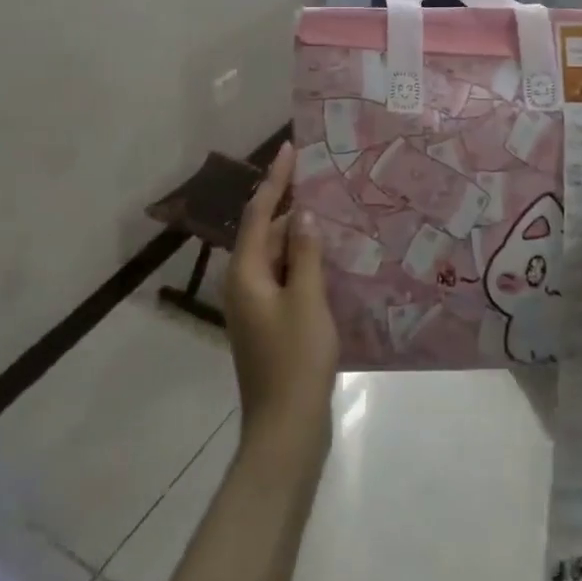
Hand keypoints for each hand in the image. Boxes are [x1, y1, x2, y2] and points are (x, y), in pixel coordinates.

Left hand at [225, 143, 338, 471]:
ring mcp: (257, 308)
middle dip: (293, 209)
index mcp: (246, 274)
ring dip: (302, 239)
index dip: (275, 180)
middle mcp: (245, 285)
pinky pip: (288, 281)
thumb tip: (302, 215)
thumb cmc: (296, 361)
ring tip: (336, 217)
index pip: (258, 214)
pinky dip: (306, 265)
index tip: (290, 149)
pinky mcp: (272, 326)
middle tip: (327, 185)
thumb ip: (305, 254)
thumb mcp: (307, 300)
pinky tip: (333, 262)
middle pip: (267, 235)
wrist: (286, 430)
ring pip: (279, 259)